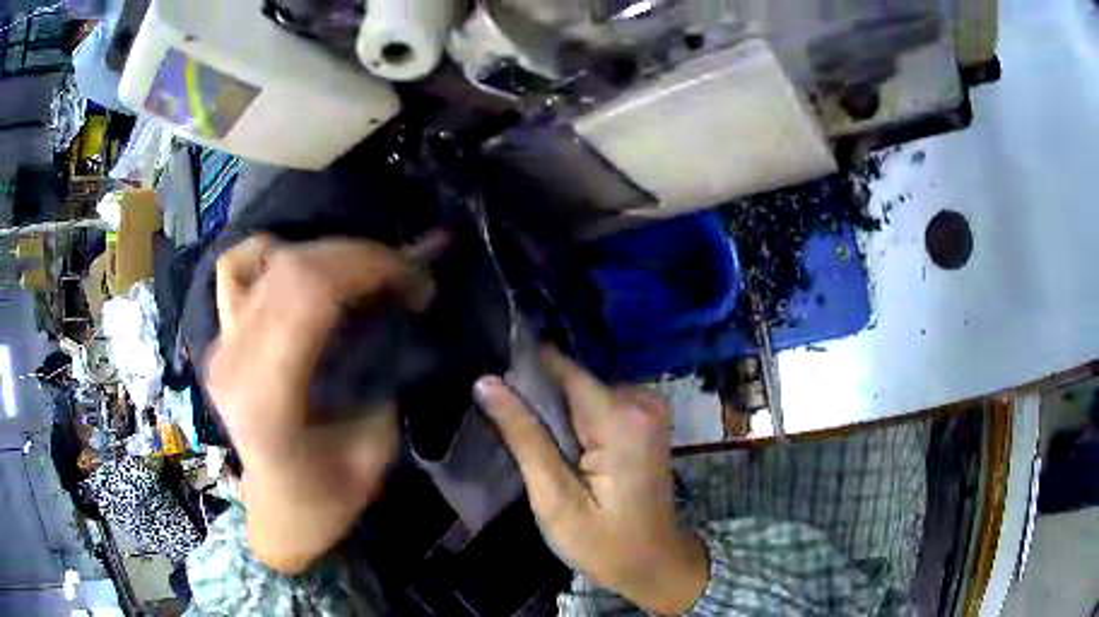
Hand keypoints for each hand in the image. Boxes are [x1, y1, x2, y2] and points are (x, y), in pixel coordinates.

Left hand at [207, 235, 435, 573]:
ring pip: (267, 258)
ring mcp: (221, 344)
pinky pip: (236, 269)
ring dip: (325, 253)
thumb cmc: (327, 498)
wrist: (278, 511)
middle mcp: (234, 361)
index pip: (310, 294)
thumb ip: (378, 376)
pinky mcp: (220, 337)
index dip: (369, 267)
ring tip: (360, 273)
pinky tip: (301, 270)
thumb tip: (397, 311)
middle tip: (404, 272)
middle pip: (292, 267)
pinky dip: (272, 254)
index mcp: (269, 399)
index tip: (416, 278)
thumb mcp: (373, 450)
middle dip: (359, 255)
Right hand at [475, 350, 707, 614]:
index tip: (487, 381)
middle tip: (503, 427)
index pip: (562, 369)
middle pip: (572, 380)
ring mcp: (649, 408)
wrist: (654, 563)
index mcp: (622, 418)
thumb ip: (524, 436)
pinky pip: (597, 404)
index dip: (522, 370)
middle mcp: (642, 400)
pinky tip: (560, 448)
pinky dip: (574, 420)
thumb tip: (486, 382)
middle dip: (536, 398)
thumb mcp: (555, 497)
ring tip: (528, 441)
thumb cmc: (604, 543)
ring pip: (581, 391)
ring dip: (553, 411)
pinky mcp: (646, 420)